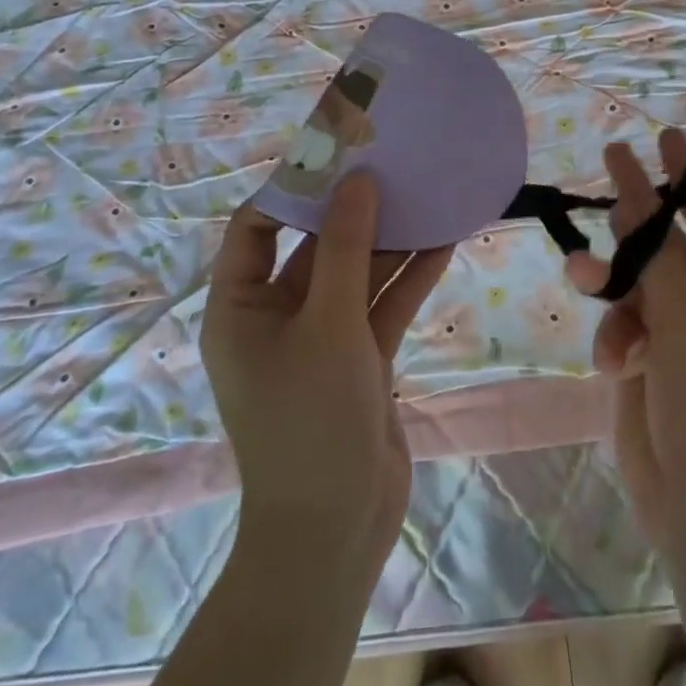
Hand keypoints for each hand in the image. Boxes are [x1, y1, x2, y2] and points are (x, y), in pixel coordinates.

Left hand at [203, 175, 452, 575]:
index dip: (291, 190)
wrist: (336, 529)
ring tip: (426, 192)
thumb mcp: (328, 325)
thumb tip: (358, 181)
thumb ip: (346, 249)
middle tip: (391, 164)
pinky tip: (445, 240)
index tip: (336, 156)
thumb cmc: (311, 421)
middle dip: (353, 210)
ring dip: (390, 241)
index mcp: (240, 308)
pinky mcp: (359, 358)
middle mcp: (276, 316)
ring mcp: (321, 338)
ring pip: (356, 274)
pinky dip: (409, 277)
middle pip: (314, 247)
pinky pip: (382, 306)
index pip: (255, 229)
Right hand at [566, 130, 685, 552]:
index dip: (685, 176)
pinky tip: (614, 364)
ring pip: (635, 286)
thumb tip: (632, 200)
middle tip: (608, 165)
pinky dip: (615, 338)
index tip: (664, 135)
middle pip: (667, 248)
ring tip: (582, 277)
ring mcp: (682, 337)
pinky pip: (622, 326)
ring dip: (612, 286)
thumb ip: (654, 257)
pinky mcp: (650, 363)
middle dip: (634, 224)